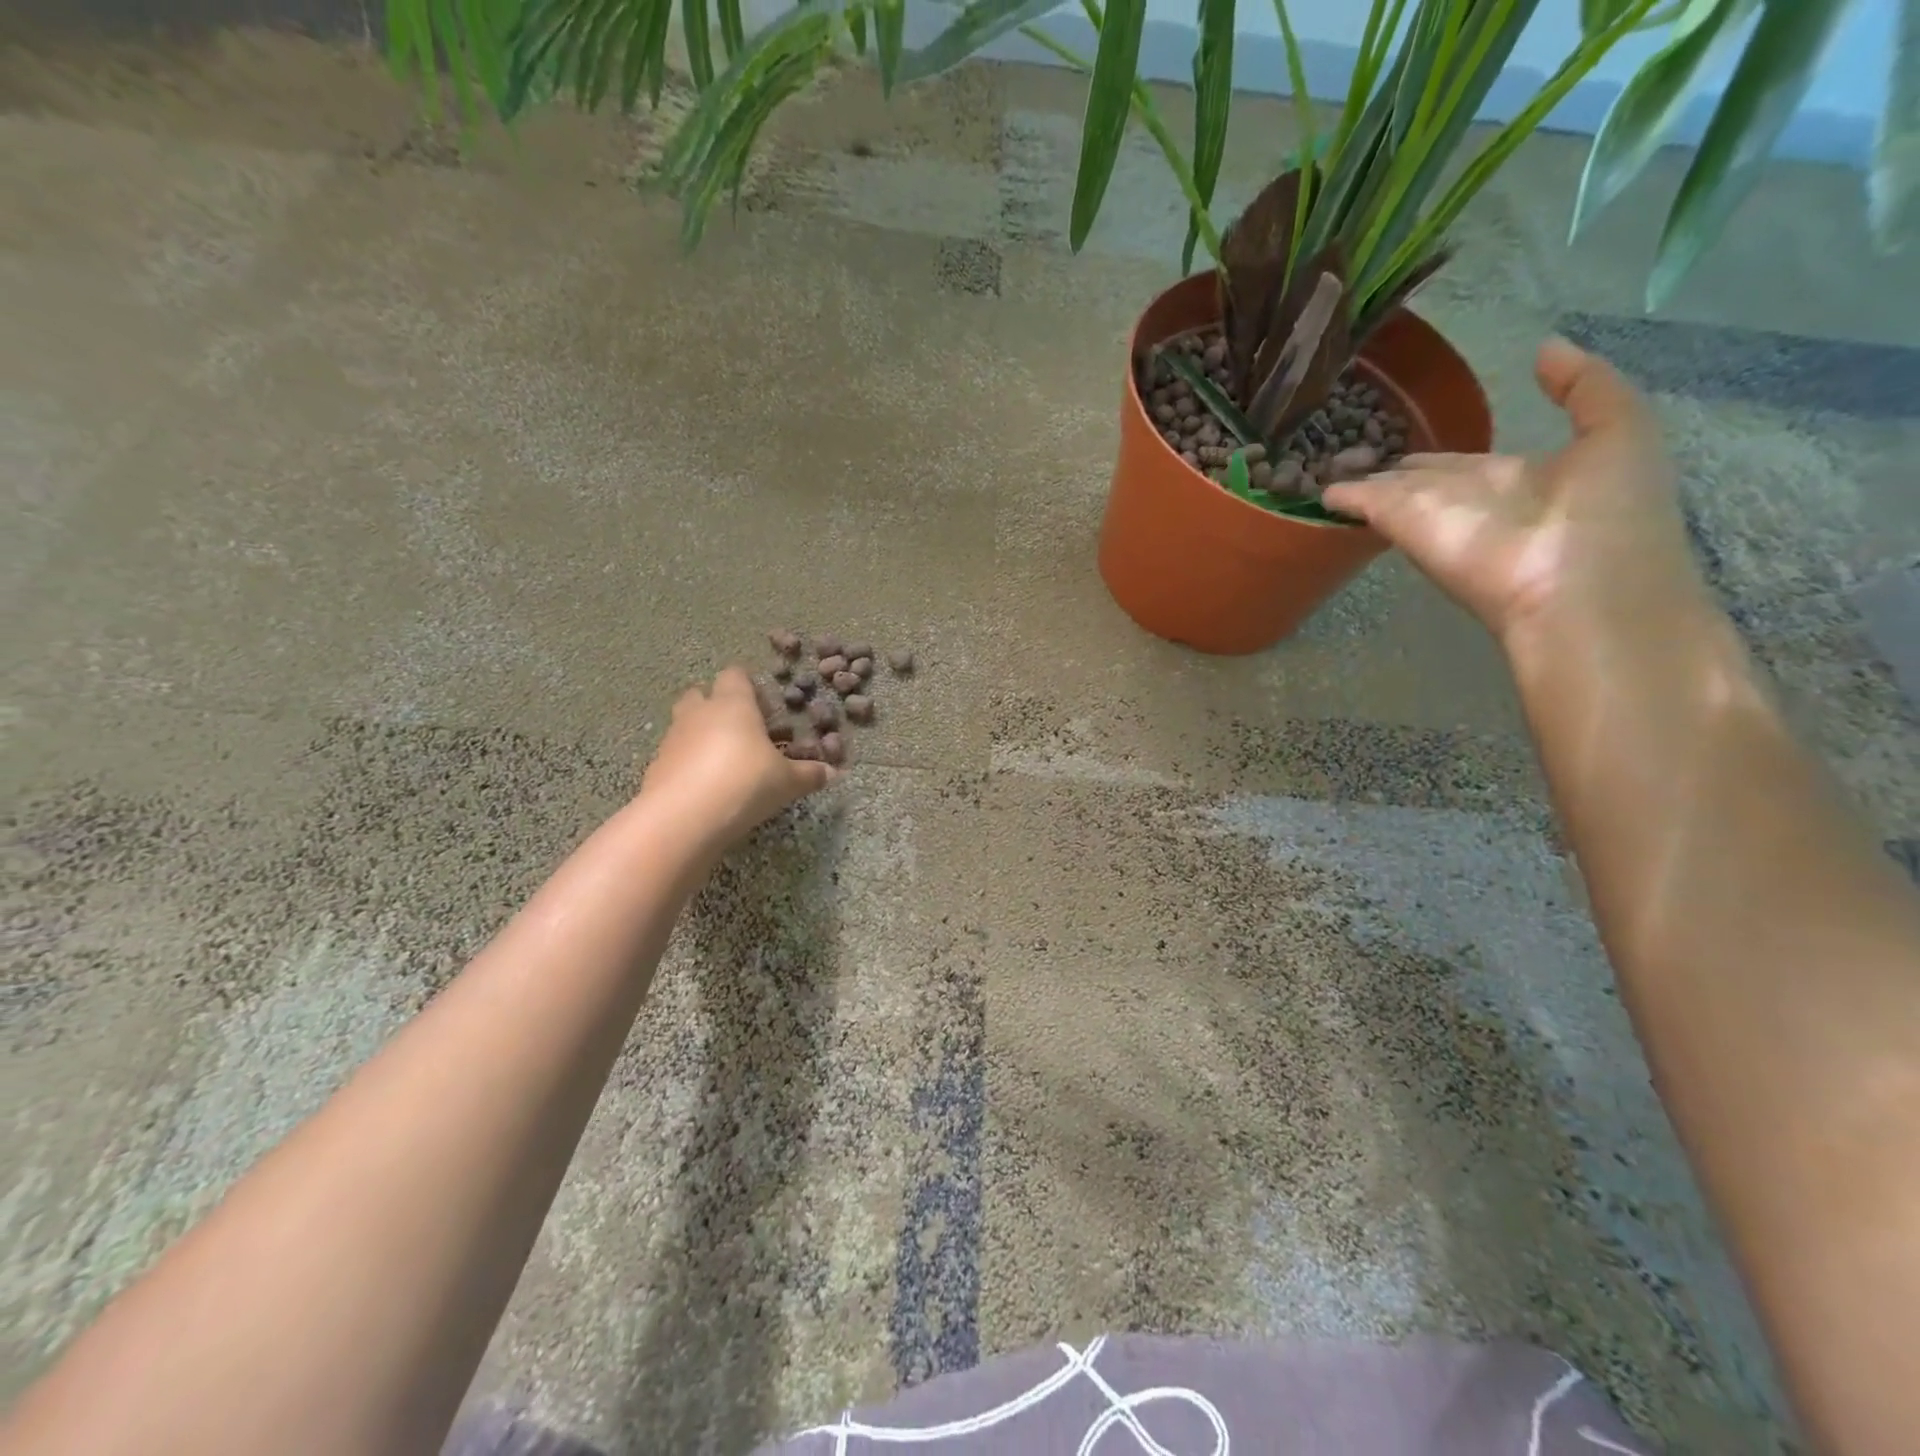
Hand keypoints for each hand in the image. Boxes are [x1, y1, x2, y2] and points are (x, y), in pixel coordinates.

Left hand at [639, 668, 834, 848]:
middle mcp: (699, 713)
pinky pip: (674, 755)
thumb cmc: (745, 783)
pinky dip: (687, 764)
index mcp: (733, 704)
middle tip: (741, 731)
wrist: (684, 818)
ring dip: (700, 736)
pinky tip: (705, 788)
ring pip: (684, 724)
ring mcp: (672, 739)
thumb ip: (809, 774)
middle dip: (716, 706)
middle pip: (700, 694)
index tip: (764, 707)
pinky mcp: (655, 767)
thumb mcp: (787, 782)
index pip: (735, 676)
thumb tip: (833, 772)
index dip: (748, 686)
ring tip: (724, 763)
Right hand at [1323, 337, 1708, 648]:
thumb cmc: (1610, 514)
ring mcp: (1431, 515)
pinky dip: (1340, 498)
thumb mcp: (1621, 432)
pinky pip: (1366, 505)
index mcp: (1515, 478)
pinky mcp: (1404, 525)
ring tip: (1324, 465)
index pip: (1462, 463)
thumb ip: (1583, 387)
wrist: (1580, 592)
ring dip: (1358, 482)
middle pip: (1417, 481)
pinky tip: (1318, 489)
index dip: (1436, 456)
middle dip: (1387, 470)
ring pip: (1387, 493)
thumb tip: (1542, 348)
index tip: (1404, 442)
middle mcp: (1465, 499)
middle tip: (1348, 456)